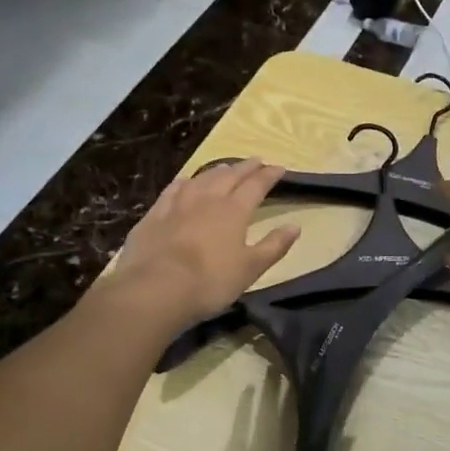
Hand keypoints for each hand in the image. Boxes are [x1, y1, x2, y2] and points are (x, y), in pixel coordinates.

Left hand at [107, 159, 299, 328]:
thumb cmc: (210, 282)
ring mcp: (178, 204)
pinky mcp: (154, 215)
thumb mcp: (250, 268)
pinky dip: (184, 182)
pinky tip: (185, 182)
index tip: (279, 168)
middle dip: (245, 167)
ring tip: (226, 167)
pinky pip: (172, 190)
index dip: (269, 175)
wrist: (155, 289)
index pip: (256, 186)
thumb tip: (295, 226)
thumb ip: (274, 246)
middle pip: (230, 176)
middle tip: (257, 161)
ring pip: (202, 178)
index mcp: (234, 210)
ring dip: (217, 170)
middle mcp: (208, 199)